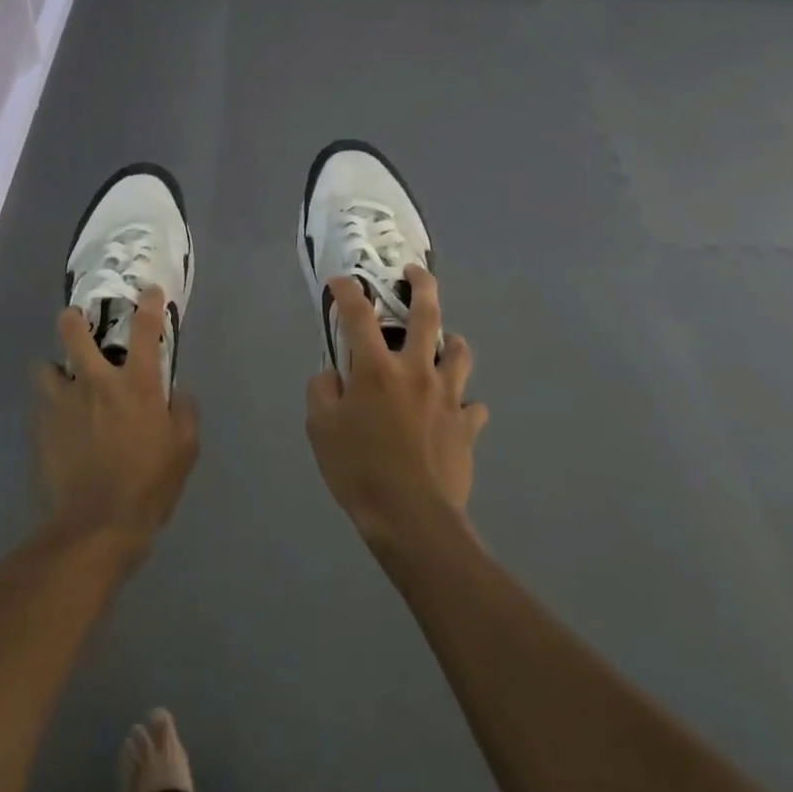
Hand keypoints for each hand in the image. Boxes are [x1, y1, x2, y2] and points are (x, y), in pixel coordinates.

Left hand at [38, 287, 198, 555]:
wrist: (95, 526)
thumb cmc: (147, 486)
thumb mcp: (184, 450)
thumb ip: (183, 412)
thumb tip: (176, 392)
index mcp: (136, 385)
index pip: (145, 330)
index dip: (149, 305)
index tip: (148, 292)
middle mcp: (96, 383)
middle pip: (73, 332)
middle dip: (73, 319)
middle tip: (77, 321)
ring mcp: (63, 403)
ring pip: (45, 367)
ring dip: (55, 369)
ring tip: (62, 381)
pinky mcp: (41, 428)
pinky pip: (41, 404)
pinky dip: (49, 405)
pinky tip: (57, 422)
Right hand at [305, 266, 487, 549]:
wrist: (413, 519)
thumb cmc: (360, 470)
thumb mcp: (320, 430)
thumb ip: (322, 391)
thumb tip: (333, 374)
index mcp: (376, 369)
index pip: (358, 314)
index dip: (347, 290)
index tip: (341, 281)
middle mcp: (415, 370)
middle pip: (426, 314)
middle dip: (421, 284)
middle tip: (415, 271)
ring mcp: (447, 396)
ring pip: (458, 352)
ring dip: (450, 341)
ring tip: (442, 342)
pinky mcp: (466, 425)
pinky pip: (471, 406)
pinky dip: (463, 403)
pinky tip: (454, 411)